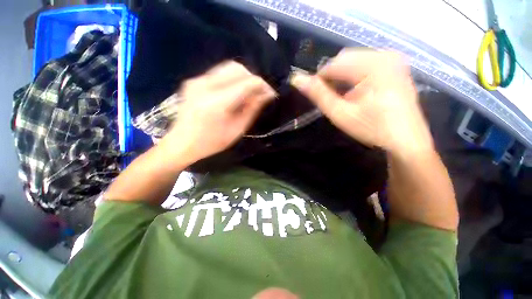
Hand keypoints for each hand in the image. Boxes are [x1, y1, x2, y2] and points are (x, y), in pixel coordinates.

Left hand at [160, 61, 275, 163]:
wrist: (181, 143)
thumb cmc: (211, 142)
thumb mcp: (237, 130)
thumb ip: (252, 110)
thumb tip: (265, 95)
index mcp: (217, 103)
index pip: (247, 82)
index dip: (263, 86)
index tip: (270, 94)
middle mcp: (205, 85)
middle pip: (237, 68)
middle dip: (253, 79)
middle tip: (259, 93)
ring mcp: (197, 80)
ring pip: (228, 67)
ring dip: (243, 78)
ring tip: (248, 93)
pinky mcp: (194, 80)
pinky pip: (219, 73)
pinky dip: (232, 79)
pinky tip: (234, 93)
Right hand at [291, 49, 433, 155]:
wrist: (406, 140)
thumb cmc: (372, 128)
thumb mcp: (340, 114)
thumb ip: (319, 95)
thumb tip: (296, 79)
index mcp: (373, 65)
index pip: (333, 64)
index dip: (320, 80)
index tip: (317, 97)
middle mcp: (385, 54)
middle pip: (345, 59)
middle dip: (333, 77)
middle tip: (332, 99)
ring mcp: (392, 59)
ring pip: (354, 61)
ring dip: (343, 77)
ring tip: (344, 97)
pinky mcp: (395, 66)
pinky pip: (366, 64)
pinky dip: (355, 76)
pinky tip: (356, 93)